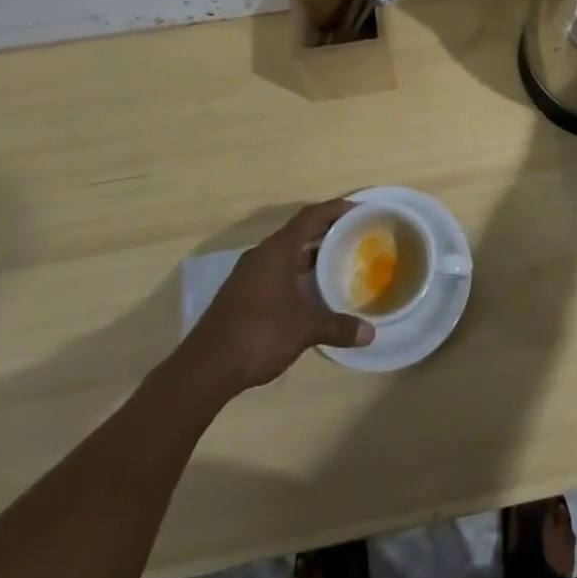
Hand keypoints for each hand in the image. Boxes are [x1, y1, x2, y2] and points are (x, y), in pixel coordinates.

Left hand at [191, 199, 373, 390]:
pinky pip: (275, 271)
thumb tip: (370, 333)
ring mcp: (248, 275)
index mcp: (277, 251)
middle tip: (353, 235)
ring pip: (285, 253)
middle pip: (297, 232)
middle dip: (325, 231)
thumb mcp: (305, 329)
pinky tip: (309, 291)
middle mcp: (261, 255)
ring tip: (337, 261)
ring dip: (309, 254)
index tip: (357, 210)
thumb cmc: (259, 334)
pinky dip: (295, 272)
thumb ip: (338, 327)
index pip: (310, 217)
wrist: (206, 368)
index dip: (334, 209)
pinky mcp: (241, 294)